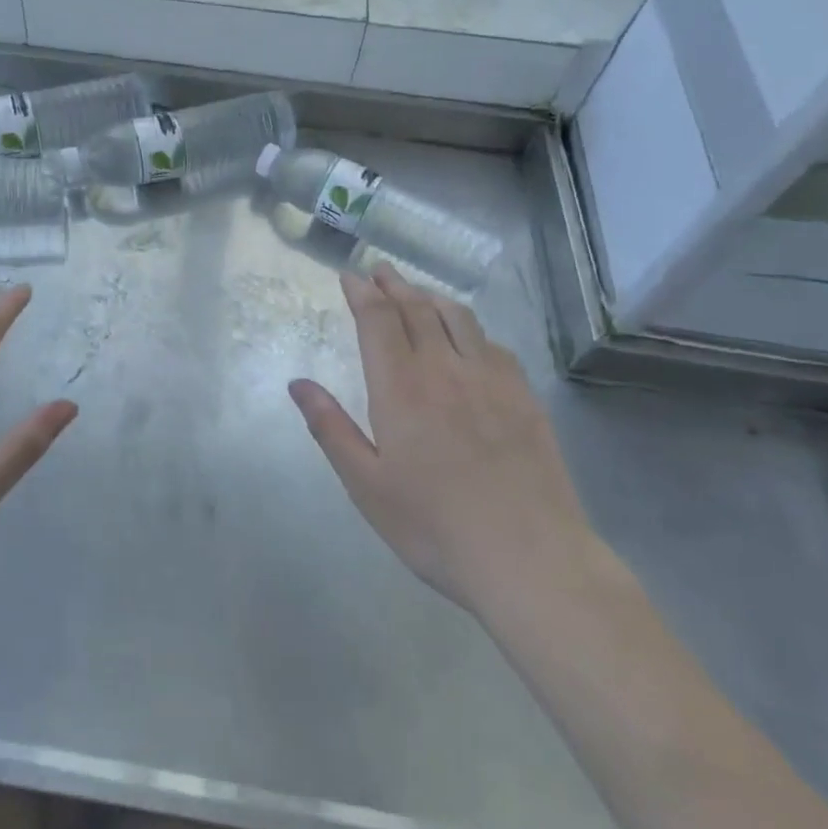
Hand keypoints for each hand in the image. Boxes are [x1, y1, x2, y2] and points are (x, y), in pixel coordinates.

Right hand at [288, 264, 597, 621]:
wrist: (529, 558)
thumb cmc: (434, 526)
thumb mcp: (366, 485)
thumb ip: (331, 428)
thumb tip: (298, 384)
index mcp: (400, 388)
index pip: (377, 320)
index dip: (362, 293)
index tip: (350, 276)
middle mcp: (444, 369)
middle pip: (416, 308)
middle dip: (393, 285)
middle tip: (379, 270)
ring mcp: (491, 380)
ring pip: (458, 318)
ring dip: (431, 296)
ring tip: (417, 291)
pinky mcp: (525, 397)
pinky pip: (493, 344)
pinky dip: (470, 328)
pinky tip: (469, 338)